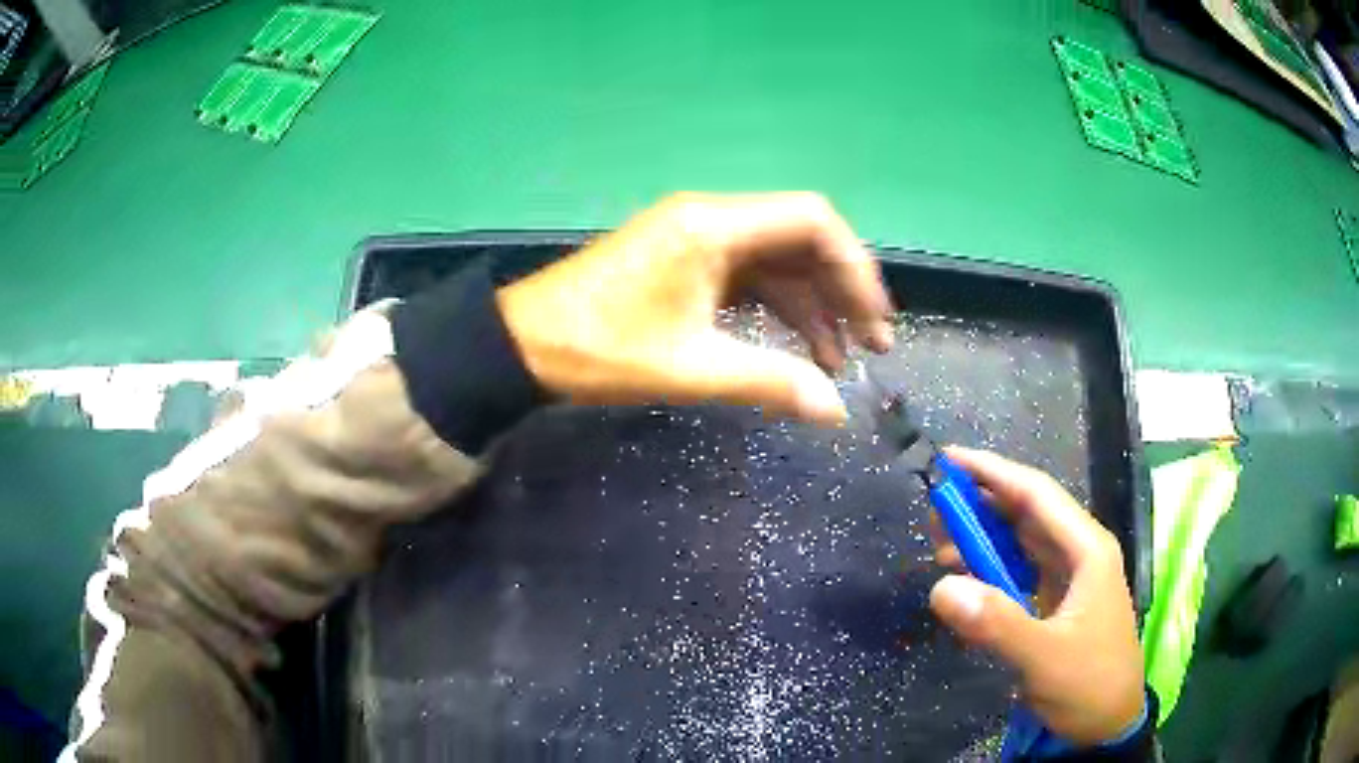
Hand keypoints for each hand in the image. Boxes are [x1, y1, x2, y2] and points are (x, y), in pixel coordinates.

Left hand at [496, 192, 893, 424]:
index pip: (813, 221)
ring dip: (812, 307)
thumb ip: (771, 383)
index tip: (875, 320)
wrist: (522, 346)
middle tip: (872, 347)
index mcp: (714, 226)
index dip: (856, 268)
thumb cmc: (600, 350)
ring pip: (777, 262)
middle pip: (801, 240)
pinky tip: (797, 352)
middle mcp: (712, 219)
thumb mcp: (691, 368)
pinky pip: (749, 278)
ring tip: (838, 363)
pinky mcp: (686, 262)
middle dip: (841, 292)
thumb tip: (837, 413)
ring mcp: (698, 239)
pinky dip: (777, 311)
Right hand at [927, 447, 1144, 745]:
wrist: (1108, 723)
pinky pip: (1020, 571)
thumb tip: (940, 587)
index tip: (949, 460)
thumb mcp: (1045, 658)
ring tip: (942, 549)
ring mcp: (1069, 578)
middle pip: (1027, 513)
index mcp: (1087, 549)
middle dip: (981, 506)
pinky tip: (969, 580)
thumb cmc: (1088, 684)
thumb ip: (998, 624)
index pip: (1037, 495)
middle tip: (934, 515)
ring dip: (983, 538)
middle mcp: (1079, 553)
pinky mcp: (1057, 602)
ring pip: (1022, 541)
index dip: (993, 472)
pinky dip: (992, 569)